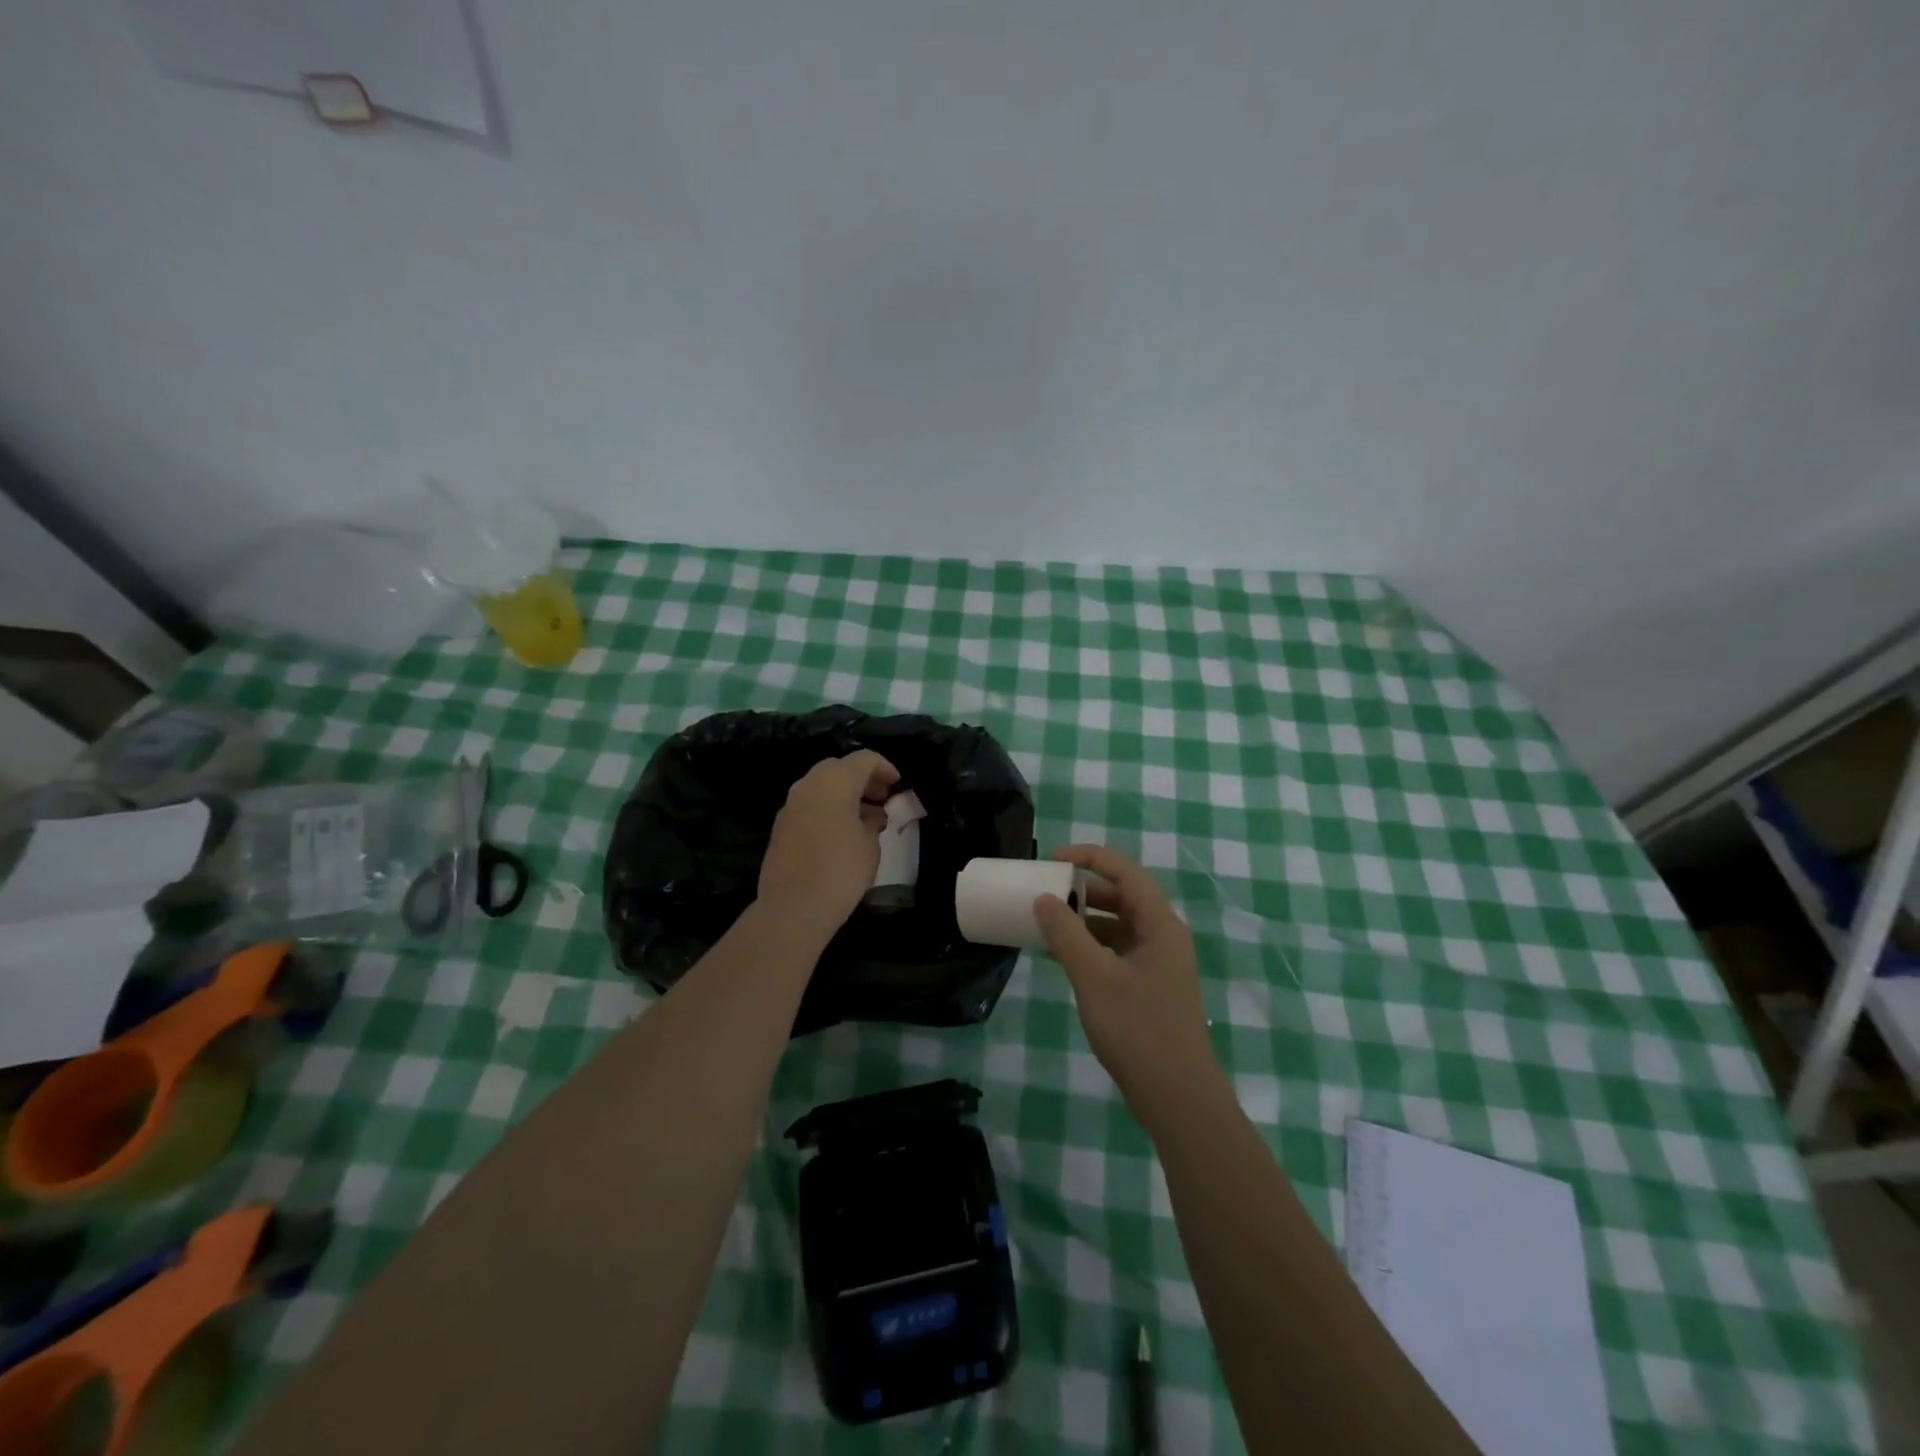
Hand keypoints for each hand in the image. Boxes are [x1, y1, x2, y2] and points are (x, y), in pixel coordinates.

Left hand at [757, 750, 899, 939]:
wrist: (793, 907)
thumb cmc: (841, 871)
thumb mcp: (870, 845)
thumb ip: (874, 821)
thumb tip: (871, 815)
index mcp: (835, 782)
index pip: (864, 759)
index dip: (885, 768)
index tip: (897, 784)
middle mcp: (808, 784)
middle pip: (839, 768)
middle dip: (862, 779)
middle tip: (881, 798)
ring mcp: (790, 805)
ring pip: (821, 785)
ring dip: (843, 793)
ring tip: (864, 817)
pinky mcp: (780, 826)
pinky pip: (809, 805)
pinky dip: (827, 808)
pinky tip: (841, 832)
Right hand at [1035, 845, 1226, 1125]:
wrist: (1177, 1098)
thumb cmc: (1138, 1030)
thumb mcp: (1094, 977)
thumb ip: (1066, 934)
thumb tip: (1043, 899)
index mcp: (1160, 925)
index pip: (1125, 872)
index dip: (1090, 857)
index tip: (1052, 859)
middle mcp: (1163, 937)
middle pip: (1123, 897)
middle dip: (1083, 890)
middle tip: (1046, 892)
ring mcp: (1158, 964)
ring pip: (1118, 926)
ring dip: (1084, 920)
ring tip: (1047, 923)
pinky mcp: (1150, 988)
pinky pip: (1116, 952)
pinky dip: (1090, 947)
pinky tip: (1062, 956)